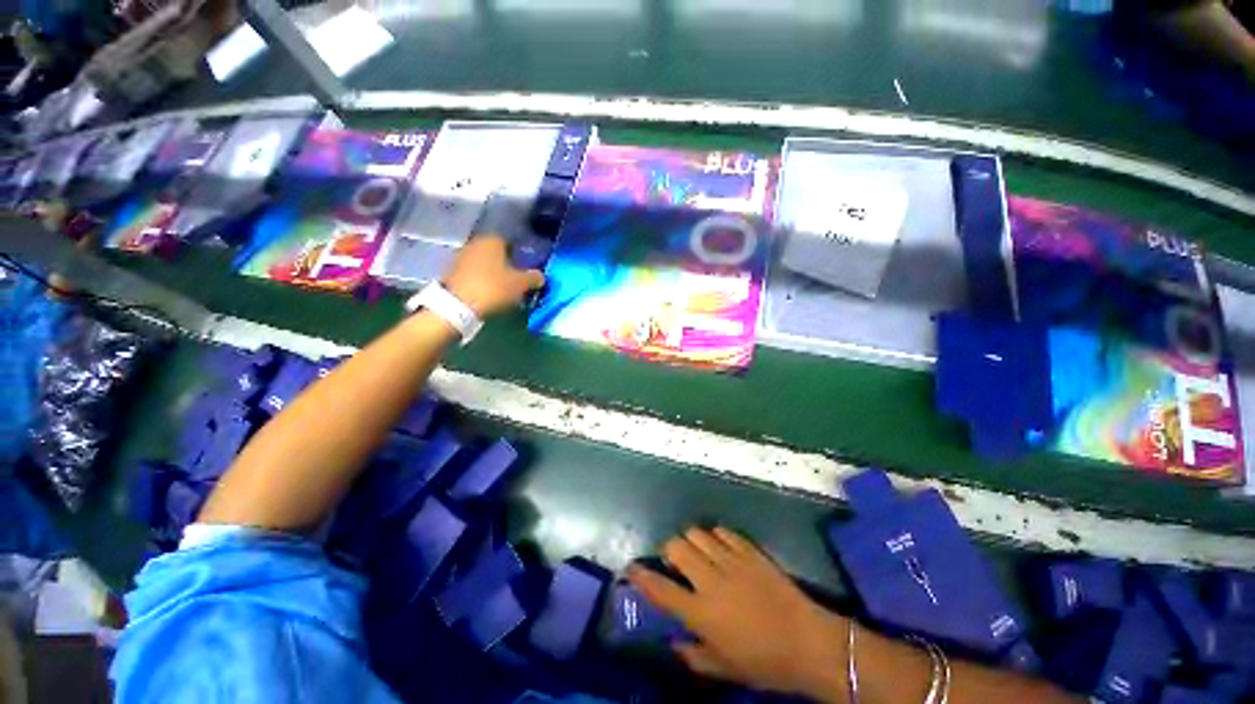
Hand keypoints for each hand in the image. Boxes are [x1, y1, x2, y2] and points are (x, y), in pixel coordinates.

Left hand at [443, 235, 544, 317]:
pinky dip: (481, 279)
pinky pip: (474, 272)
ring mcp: (461, 256)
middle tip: (516, 278)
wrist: (458, 305)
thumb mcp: (520, 284)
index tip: (526, 268)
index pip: (511, 243)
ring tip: (503, 287)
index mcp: (493, 240)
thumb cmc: (493, 287)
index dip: (520, 255)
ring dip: (493, 272)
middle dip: (506, 263)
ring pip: (484, 262)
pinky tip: (488, 290)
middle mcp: (476, 243)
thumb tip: (541, 276)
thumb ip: (533, 278)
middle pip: (496, 252)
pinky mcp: (452, 271)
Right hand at [628, 527, 847, 700]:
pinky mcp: (749, 550)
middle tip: (675, 562)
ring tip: (698, 552)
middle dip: (669, 550)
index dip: (641, 576)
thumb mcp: (725, 668)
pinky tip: (720, 547)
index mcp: (701, 612)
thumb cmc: (764, 663)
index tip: (632, 568)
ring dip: (691, 541)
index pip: (661, 589)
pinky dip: (716, 536)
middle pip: (676, 546)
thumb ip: (694, 656)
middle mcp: (710, 580)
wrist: (808, 642)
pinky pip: (723, 531)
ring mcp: (731, 560)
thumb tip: (674, 644)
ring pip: (697, 533)